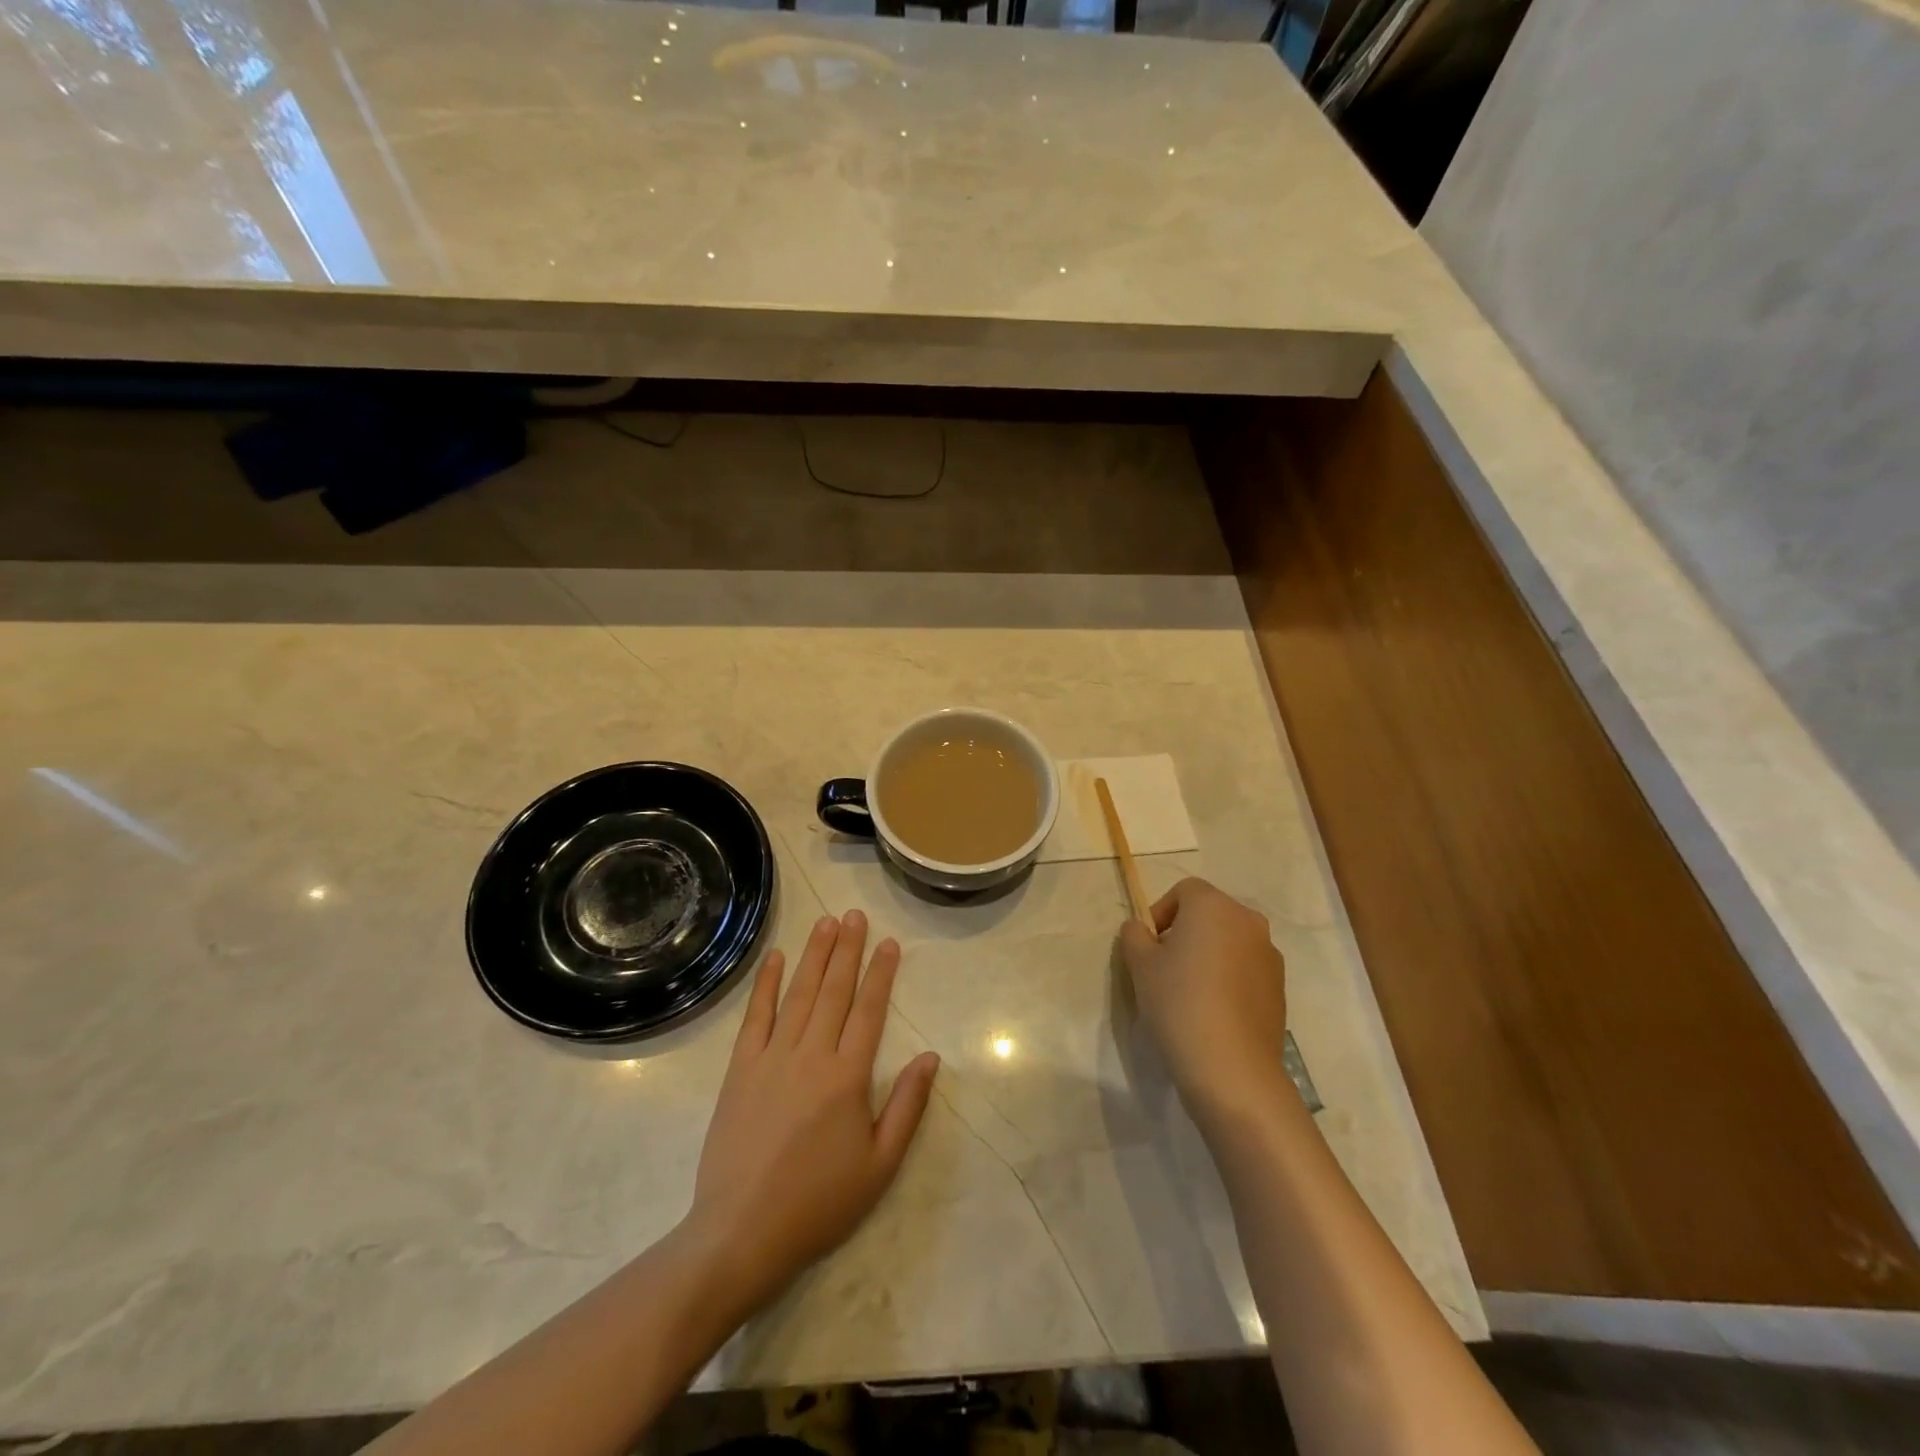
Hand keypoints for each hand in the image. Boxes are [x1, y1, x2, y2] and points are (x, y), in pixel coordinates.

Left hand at [687, 911, 939, 1312]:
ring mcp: (771, 1058)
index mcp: (848, 1077)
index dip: (880, 973)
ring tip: (826, 922)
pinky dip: (765, 984)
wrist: (741, 1233)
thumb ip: (907, 1106)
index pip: (869, 1010)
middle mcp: (811, 1055)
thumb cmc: (819, 1203)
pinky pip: (755, 1016)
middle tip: (856, 915)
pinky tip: (775, 957)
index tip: (889, 942)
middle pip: (834, 990)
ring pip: (798, 994)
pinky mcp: (739, 1069)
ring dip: (814, 955)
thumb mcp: (880, 1166)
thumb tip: (930, 1057)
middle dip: (848, 949)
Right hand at [1118, 877, 1288, 1121]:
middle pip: (1210, 914)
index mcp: (1213, 906)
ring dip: (1209, 955)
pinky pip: (1246, 969)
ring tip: (1189, 992)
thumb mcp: (1139, 965)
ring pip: (1230, 942)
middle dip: (1185, 932)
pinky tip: (1213, 1011)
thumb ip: (1135, 935)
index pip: (1185, 891)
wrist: (1232, 1067)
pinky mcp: (1280, 987)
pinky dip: (1228, 978)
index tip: (1148, 946)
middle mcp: (1248, 921)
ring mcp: (1269, 954)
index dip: (1161, 912)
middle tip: (1164, 967)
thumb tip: (1141, 929)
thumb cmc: (1178, 1003)